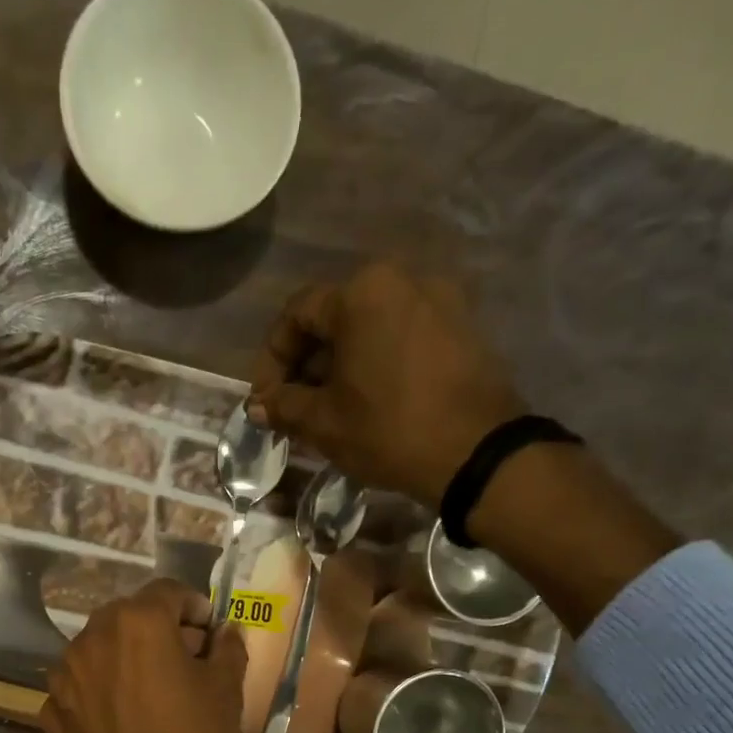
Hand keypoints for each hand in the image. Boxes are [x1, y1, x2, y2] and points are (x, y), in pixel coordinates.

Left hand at [41, 580, 247, 732]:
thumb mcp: (226, 695)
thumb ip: (227, 649)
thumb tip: (225, 631)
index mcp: (137, 623)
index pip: (169, 593)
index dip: (195, 609)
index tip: (210, 635)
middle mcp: (92, 637)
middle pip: (129, 618)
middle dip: (159, 631)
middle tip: (186, 664)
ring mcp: (64, 675)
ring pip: (102, 651)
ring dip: (127, 660)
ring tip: (153, 694)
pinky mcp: (50, 710)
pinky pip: (84, 687)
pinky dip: (104, 692)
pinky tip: (124, 722)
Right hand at [248, 261, 525, 506]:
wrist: (475, 452)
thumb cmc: (388, 430)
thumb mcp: (324, 422)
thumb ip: (284, 405)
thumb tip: (257, 405)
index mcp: (362, 292)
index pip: (297, 315)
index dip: (272, 358)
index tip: (266, 399)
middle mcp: (402, 280)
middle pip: (336, 318)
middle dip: (307, 363)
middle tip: (294, 408)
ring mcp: (439, 300)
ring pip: (371, 328)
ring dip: (342, 365)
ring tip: (330, 409)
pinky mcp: (463, 327)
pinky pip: (403, 337)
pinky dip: (377, 363)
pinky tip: (369, 401)